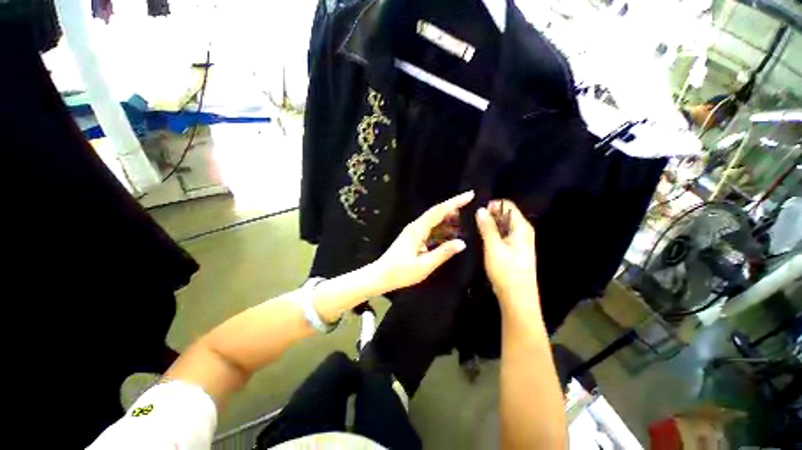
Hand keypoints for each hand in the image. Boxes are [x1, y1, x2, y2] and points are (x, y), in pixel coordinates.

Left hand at [372, 191, 473, 292]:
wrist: (380, 275)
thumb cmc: (401, 272)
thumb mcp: (424, 265)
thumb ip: (443, 253)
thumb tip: (462, 243)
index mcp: (418, 230)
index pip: (439, 211)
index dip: (455, 202)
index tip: (469, 195)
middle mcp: (415, 226)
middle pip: (436, 211)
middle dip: (453, 206)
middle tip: (469, 204)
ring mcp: (413, 231)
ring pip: (433, 219)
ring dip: (448, 217)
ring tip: (463, 219)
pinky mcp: (412, 236)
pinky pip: (430, 227)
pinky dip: (441, 227)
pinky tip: (449, 232)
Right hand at [475, 200, 538, 304]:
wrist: (517, 297)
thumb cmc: (506, 271)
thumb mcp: (493, 247)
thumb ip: (487, 227)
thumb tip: (481, 209)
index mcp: (521, 227)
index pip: (507, 206)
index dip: (492, 206)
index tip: (478, 213)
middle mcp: (523, 231)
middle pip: (505, 214)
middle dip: (490, 215)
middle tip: (475, 223)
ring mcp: (519, 240)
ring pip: (503, 225)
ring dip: (490, 225)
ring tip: (477, 231)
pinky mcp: (514, 249)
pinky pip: (503, 234)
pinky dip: (493, 233)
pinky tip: (484, 240)